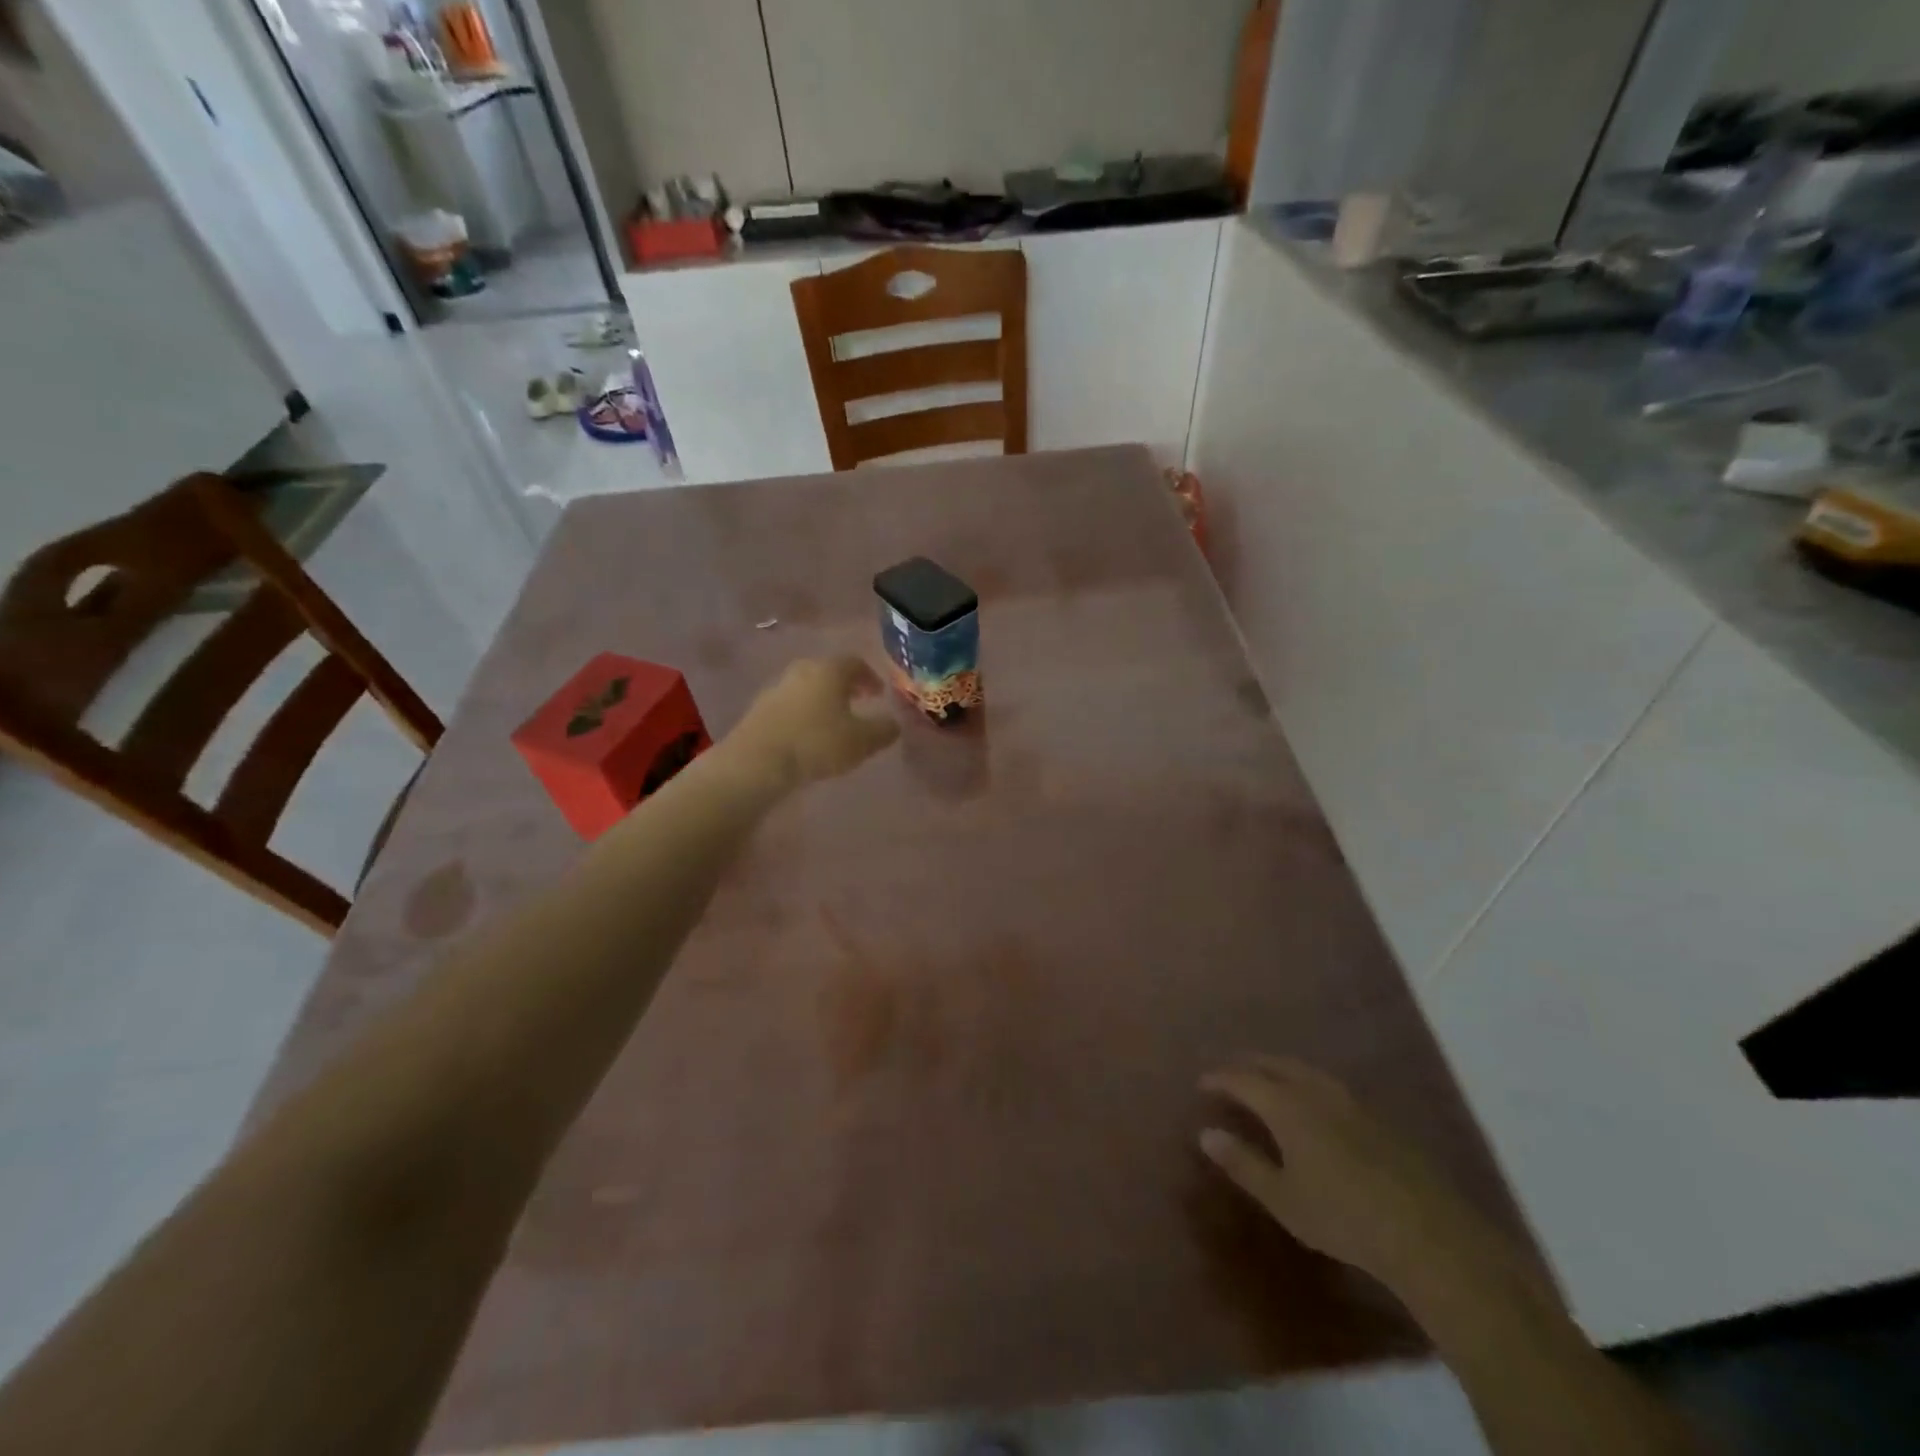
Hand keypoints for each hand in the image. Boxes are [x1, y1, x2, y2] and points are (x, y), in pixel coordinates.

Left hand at [728, 656, 900, 790]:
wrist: (758, 761)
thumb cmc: (817, 743)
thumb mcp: (862, 741)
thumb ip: (884, 730)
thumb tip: (895, 723)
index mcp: (830, 670)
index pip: (856, 662)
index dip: (871, 677)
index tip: (879, 694)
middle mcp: (802, 670)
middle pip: (829, 671)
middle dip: (846, 686)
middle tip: (859, 702)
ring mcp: (777, 687)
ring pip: (808, 687)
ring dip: (824, 699)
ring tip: (834, 721)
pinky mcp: (760, 708)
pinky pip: (791, 704)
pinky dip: (804, 712)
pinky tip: (808, 734)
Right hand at [1199, 1057, 1512, 1297]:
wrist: (1427, 1232)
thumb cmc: (1342, 1217)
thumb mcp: (1283, 1199)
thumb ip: (1243, 1163)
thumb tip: (1205, 1133)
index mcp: (1287, 1106)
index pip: (1243, 1079)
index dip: (1220, 1078)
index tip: (1203, 1082)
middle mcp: (1315, 1091)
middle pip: (1275, 1064)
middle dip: (1249, 1064)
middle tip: (1231, 1071)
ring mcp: (1351, 1101)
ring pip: (1306, 1070)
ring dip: (1280, 1068)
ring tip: (1268, 1077)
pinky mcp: (1377, 1117)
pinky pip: (1329, 1084)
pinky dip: (1307, 1082)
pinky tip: (1313, 1101)